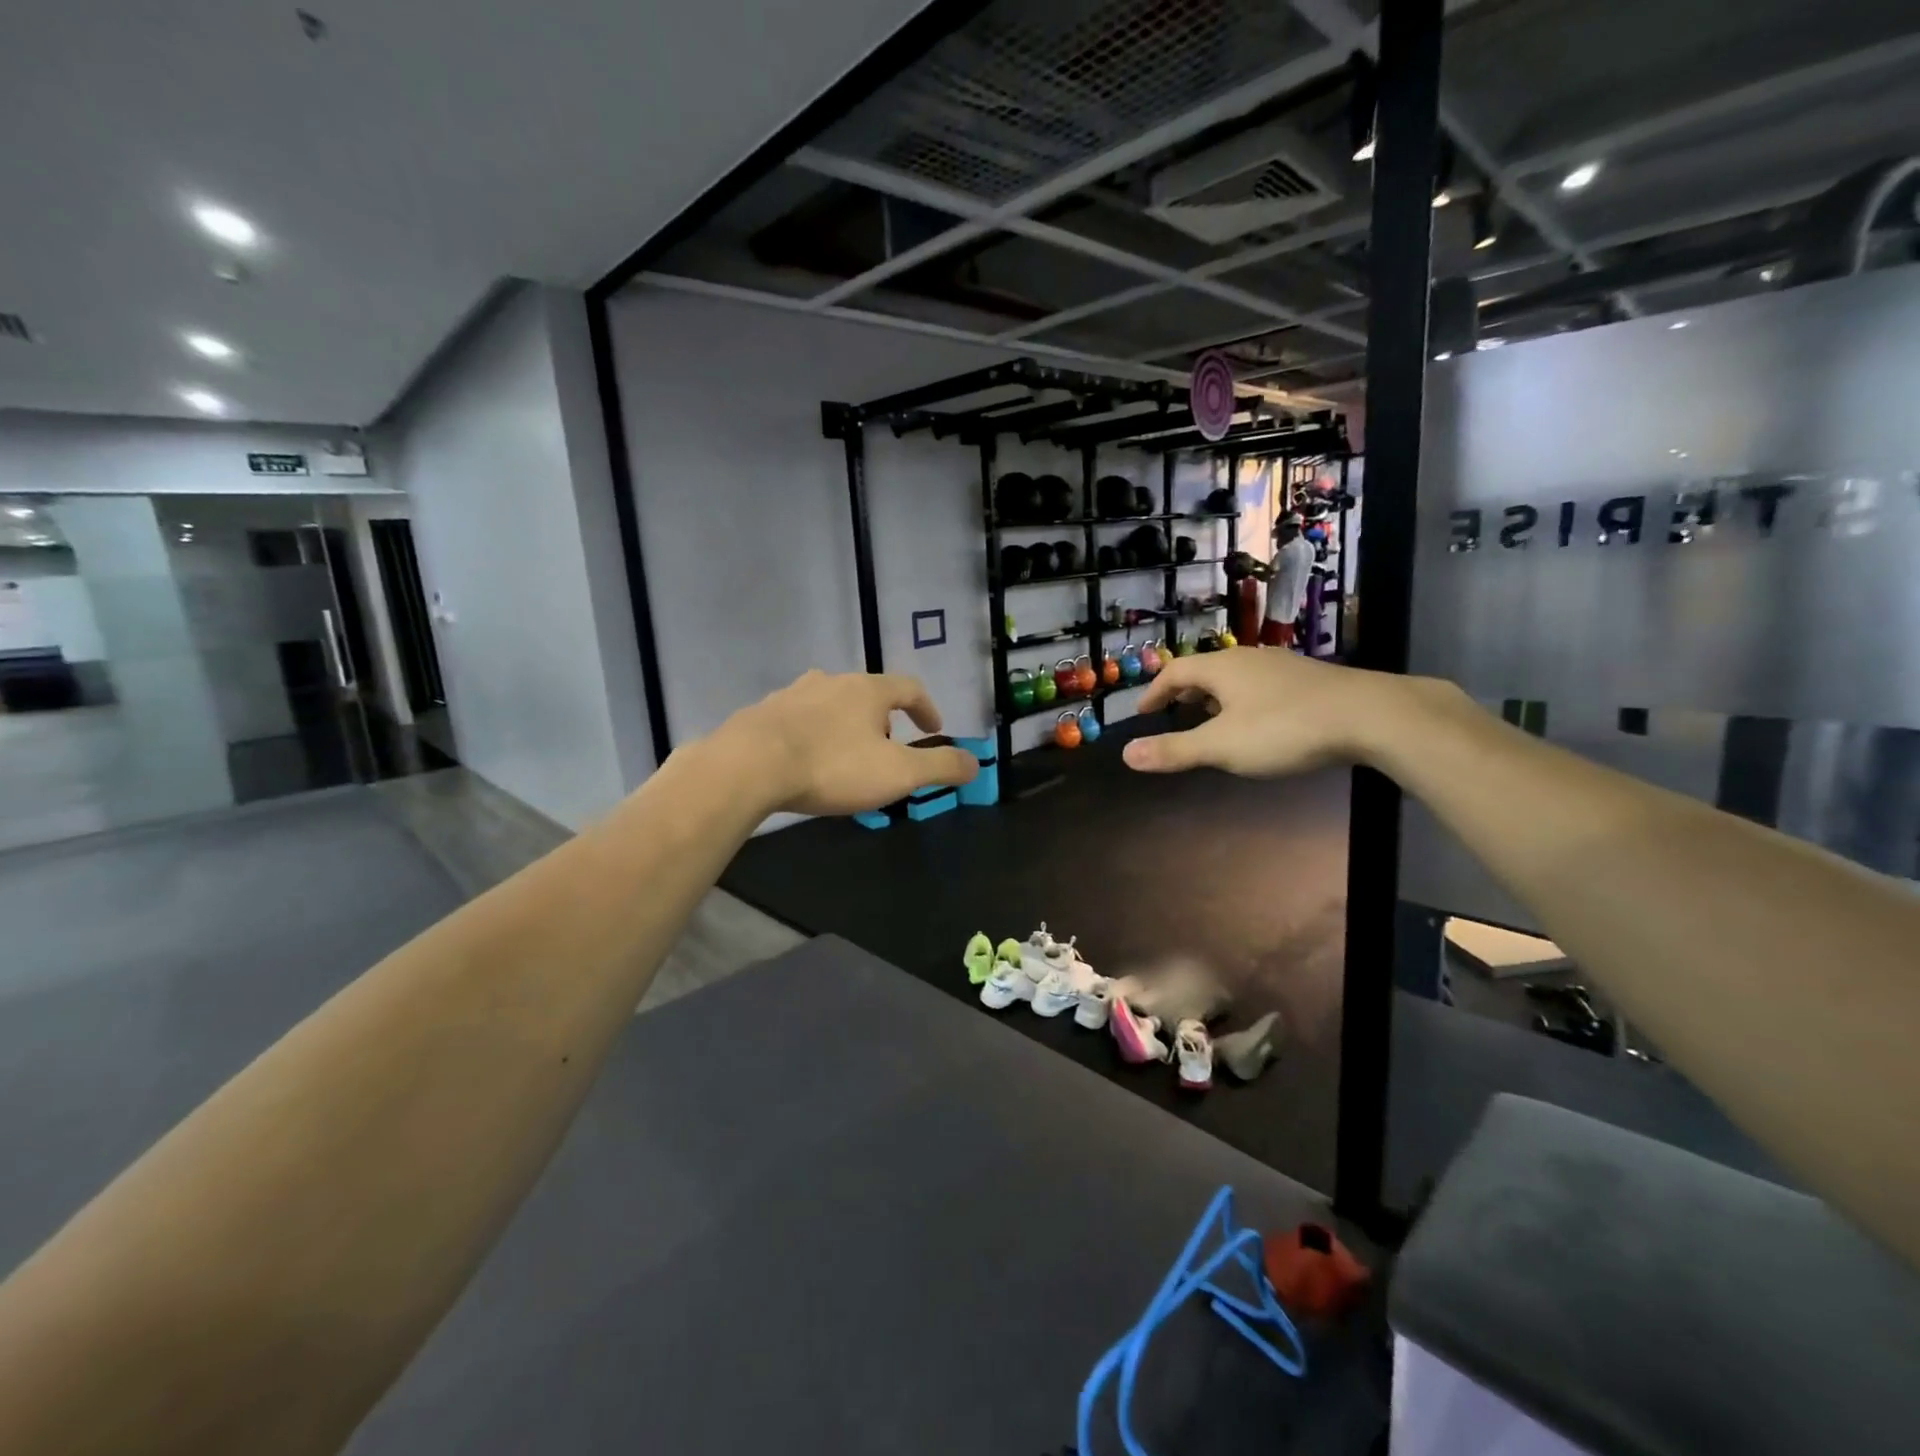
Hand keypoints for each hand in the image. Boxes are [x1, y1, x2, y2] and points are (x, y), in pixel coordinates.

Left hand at [720, 670, 977, 815]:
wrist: (749, 766)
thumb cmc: (833, 766)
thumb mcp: (898, 773)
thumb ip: (940, 767)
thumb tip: (975, 762)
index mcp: (868, 690)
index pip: (909, 688)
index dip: (927, 708)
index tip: (934, 729)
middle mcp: (831, 681)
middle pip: (867, 693)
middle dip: (883, 720)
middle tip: (887, 751)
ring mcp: (793, 694)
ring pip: (830, 703)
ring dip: (845, 725)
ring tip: (846, 756)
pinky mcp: (762, 713)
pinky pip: (797, 720)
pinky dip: (811, 735)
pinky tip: (805, 760)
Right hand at [1122, 648, 1415, 777]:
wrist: (1371, 716)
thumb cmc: (1285, 729)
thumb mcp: (1222, 746)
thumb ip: (1174, 750)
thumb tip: (1126, 754)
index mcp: (1222, 668)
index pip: (1176, 672)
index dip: (1154, 692)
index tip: (1143, 712)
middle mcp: (1250, 659)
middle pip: (1206, 670)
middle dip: (1185, 693)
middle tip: (1173, 714)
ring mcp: (1283, 667)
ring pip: (1237, 678)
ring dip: (1216, 697)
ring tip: (1211, 720)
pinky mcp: (1310, 681)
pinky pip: (1262, 687)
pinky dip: (1245, 702)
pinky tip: (1259, 724)